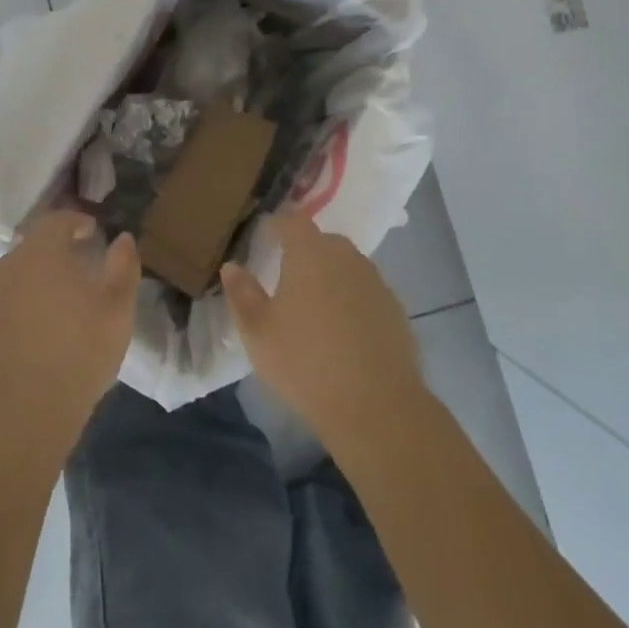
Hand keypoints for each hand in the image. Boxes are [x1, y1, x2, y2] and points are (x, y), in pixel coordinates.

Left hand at [0, 210, 139, 453]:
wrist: (20, 412)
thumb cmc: (78, 351)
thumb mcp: (117, 308)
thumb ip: (123, 266)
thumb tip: (123, 239)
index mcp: (41, 253)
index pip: (57, 220)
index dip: (76, 221)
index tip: (92, 232)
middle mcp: (6, 267)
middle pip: (32, 250)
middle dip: (55, 255)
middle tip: (78, 273)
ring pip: (13, 282)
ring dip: (33, 287)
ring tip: (56, 311)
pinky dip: (14, 318)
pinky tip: (30, 343)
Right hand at [221, 210, 428, 450]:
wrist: (376, 406)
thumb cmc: (305, 363)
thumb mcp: (258, 332)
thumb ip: (242, 294)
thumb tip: (232, 267)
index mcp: (310, 254)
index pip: (293, 221)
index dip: (277, 224)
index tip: (264, 236)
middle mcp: (346, 258)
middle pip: (323, 241)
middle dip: (305, 250)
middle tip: (286, 274)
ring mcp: (376, 283)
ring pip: (348, 266)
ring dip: (330, 275)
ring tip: (314, 304)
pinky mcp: (396, 310)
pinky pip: (366, 292)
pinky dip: (352, 300)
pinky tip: (342, 330)